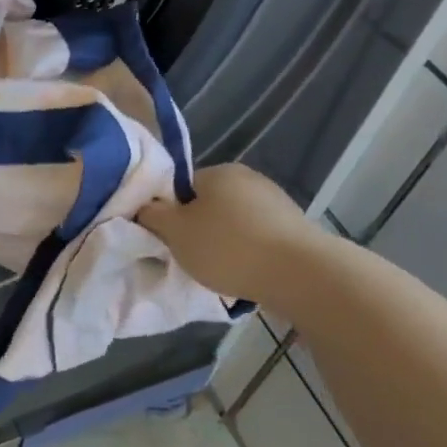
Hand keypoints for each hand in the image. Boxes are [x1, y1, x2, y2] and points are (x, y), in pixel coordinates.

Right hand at [138, 163, 325, 305]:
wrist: (301, 274)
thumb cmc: (228, 248)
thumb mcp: (175, 232)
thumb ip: (152, 215)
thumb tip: (145, 206)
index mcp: (217, 171)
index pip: (180, 187)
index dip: (169, 213)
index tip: (167, 239)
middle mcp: (248, 178)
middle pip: (207, 204)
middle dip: (196, 229)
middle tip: (188, 257)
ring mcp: (275, 202)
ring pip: (233, 222)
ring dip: (222, 243)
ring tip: (217, 271)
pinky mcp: (294, 228)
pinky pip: (256, 238)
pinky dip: (246, 253)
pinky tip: (244, 273)